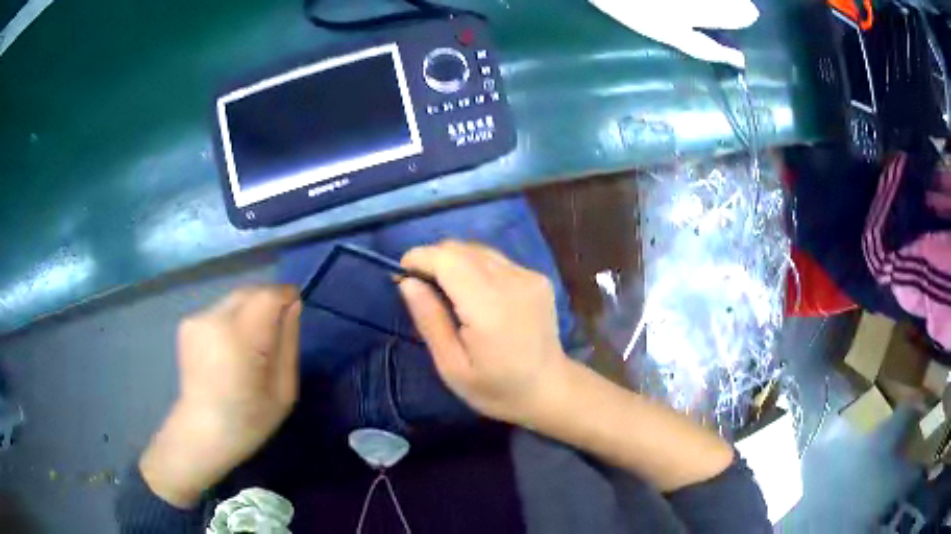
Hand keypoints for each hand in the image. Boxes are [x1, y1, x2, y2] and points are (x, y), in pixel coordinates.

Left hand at [140, 286, 300, 507]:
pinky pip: (219, 311)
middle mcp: (214, 318)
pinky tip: (230, 350)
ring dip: (249, 313)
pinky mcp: (187, 323)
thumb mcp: (283, 391)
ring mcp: (197, 319)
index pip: (268, 296)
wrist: (201, 432)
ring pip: (234, 301)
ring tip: (252, 346)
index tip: (295, 308)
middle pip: (249, 292)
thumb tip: (293, 305)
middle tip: (277, 332)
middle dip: (268, 303)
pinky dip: (232, 321)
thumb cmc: (248, 420)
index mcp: (239, 337)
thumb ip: (288, 343)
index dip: (285, 296)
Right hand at [399, 241, 568, 425]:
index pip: (447, 259)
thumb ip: (430, 320)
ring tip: (448, 292)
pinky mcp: (538, 277)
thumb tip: (407, 282)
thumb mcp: (452, 367)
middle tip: (422, 288)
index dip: (419, 258)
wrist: (550, 390)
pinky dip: (477, 268)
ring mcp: (529, 276)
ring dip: (455, 262)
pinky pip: (496, 260)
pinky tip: (477, 295)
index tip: (403, 275)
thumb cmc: (496, 389)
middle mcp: (512, 282)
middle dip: (434, 260)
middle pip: (461, 249)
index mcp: (489, 307)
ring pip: (478, 250)